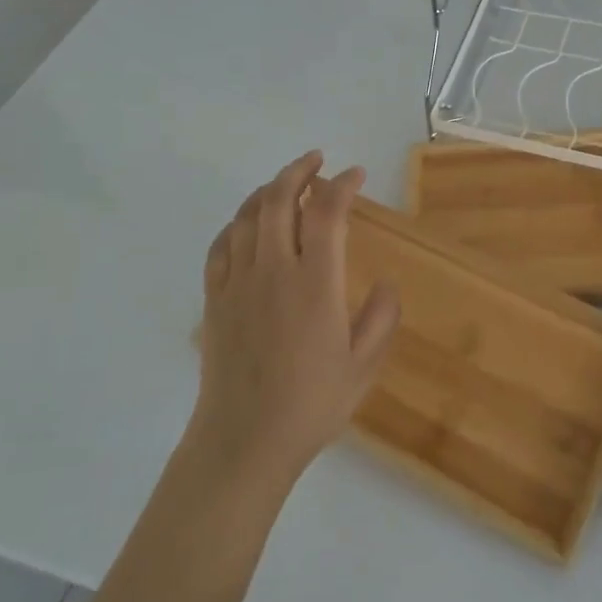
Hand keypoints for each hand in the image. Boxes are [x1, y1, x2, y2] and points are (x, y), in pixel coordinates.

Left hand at [192, 150, 400, 488]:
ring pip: (246, 216)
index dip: (342, 185)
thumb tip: (386, 284)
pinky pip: (221, 245)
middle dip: (299, 171)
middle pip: (278, 200)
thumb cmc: (312, 404)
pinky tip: (246, 224)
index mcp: (316, 283)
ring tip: (285, 183)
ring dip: (267, 190)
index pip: (327, 213)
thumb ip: (381, 317)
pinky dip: (236, 223)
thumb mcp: (364, 364)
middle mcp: (274, 271)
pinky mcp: (214, 299)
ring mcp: (238, 283)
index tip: (356, 174)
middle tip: (317, 160)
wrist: (244, 441)